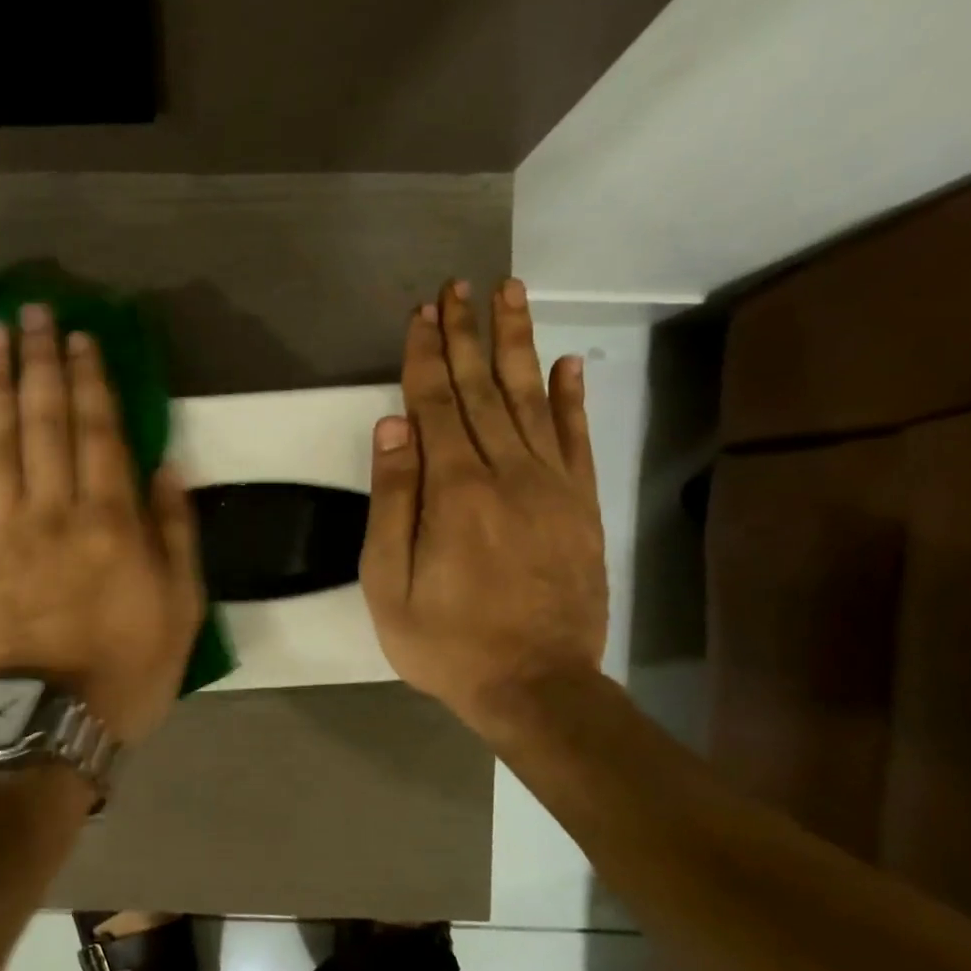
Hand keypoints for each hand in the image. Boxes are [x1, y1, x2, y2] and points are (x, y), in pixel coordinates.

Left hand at [0, 304, 204, 743]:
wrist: (48, 725)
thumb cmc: (125, 671)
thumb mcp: (182, 610)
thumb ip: (175, 533)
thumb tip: (166, 467)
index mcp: (112, 521)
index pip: (99, 431)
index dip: (89, 379)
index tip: (80, 338)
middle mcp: (54, 510)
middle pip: (44, 421)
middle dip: (39, 362)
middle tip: (30, 312)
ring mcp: (1, 530)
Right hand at [360, 277, 607, 744]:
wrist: (536, 684)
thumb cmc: (446, 641)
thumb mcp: (389, 583)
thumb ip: (392, 501)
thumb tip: (393, 427)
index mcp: (454, 490)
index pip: (435, 405)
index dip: (425, 356)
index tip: (421, 313)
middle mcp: (506, 473)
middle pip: (482, 389)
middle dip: (466, 334)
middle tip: (460, 286)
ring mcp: (551, 486)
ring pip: (532, 398)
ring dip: (517, 344)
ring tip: (511, 294)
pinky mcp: (580, 506)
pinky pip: (577, 439)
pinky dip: (571, 397)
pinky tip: (566, 362)